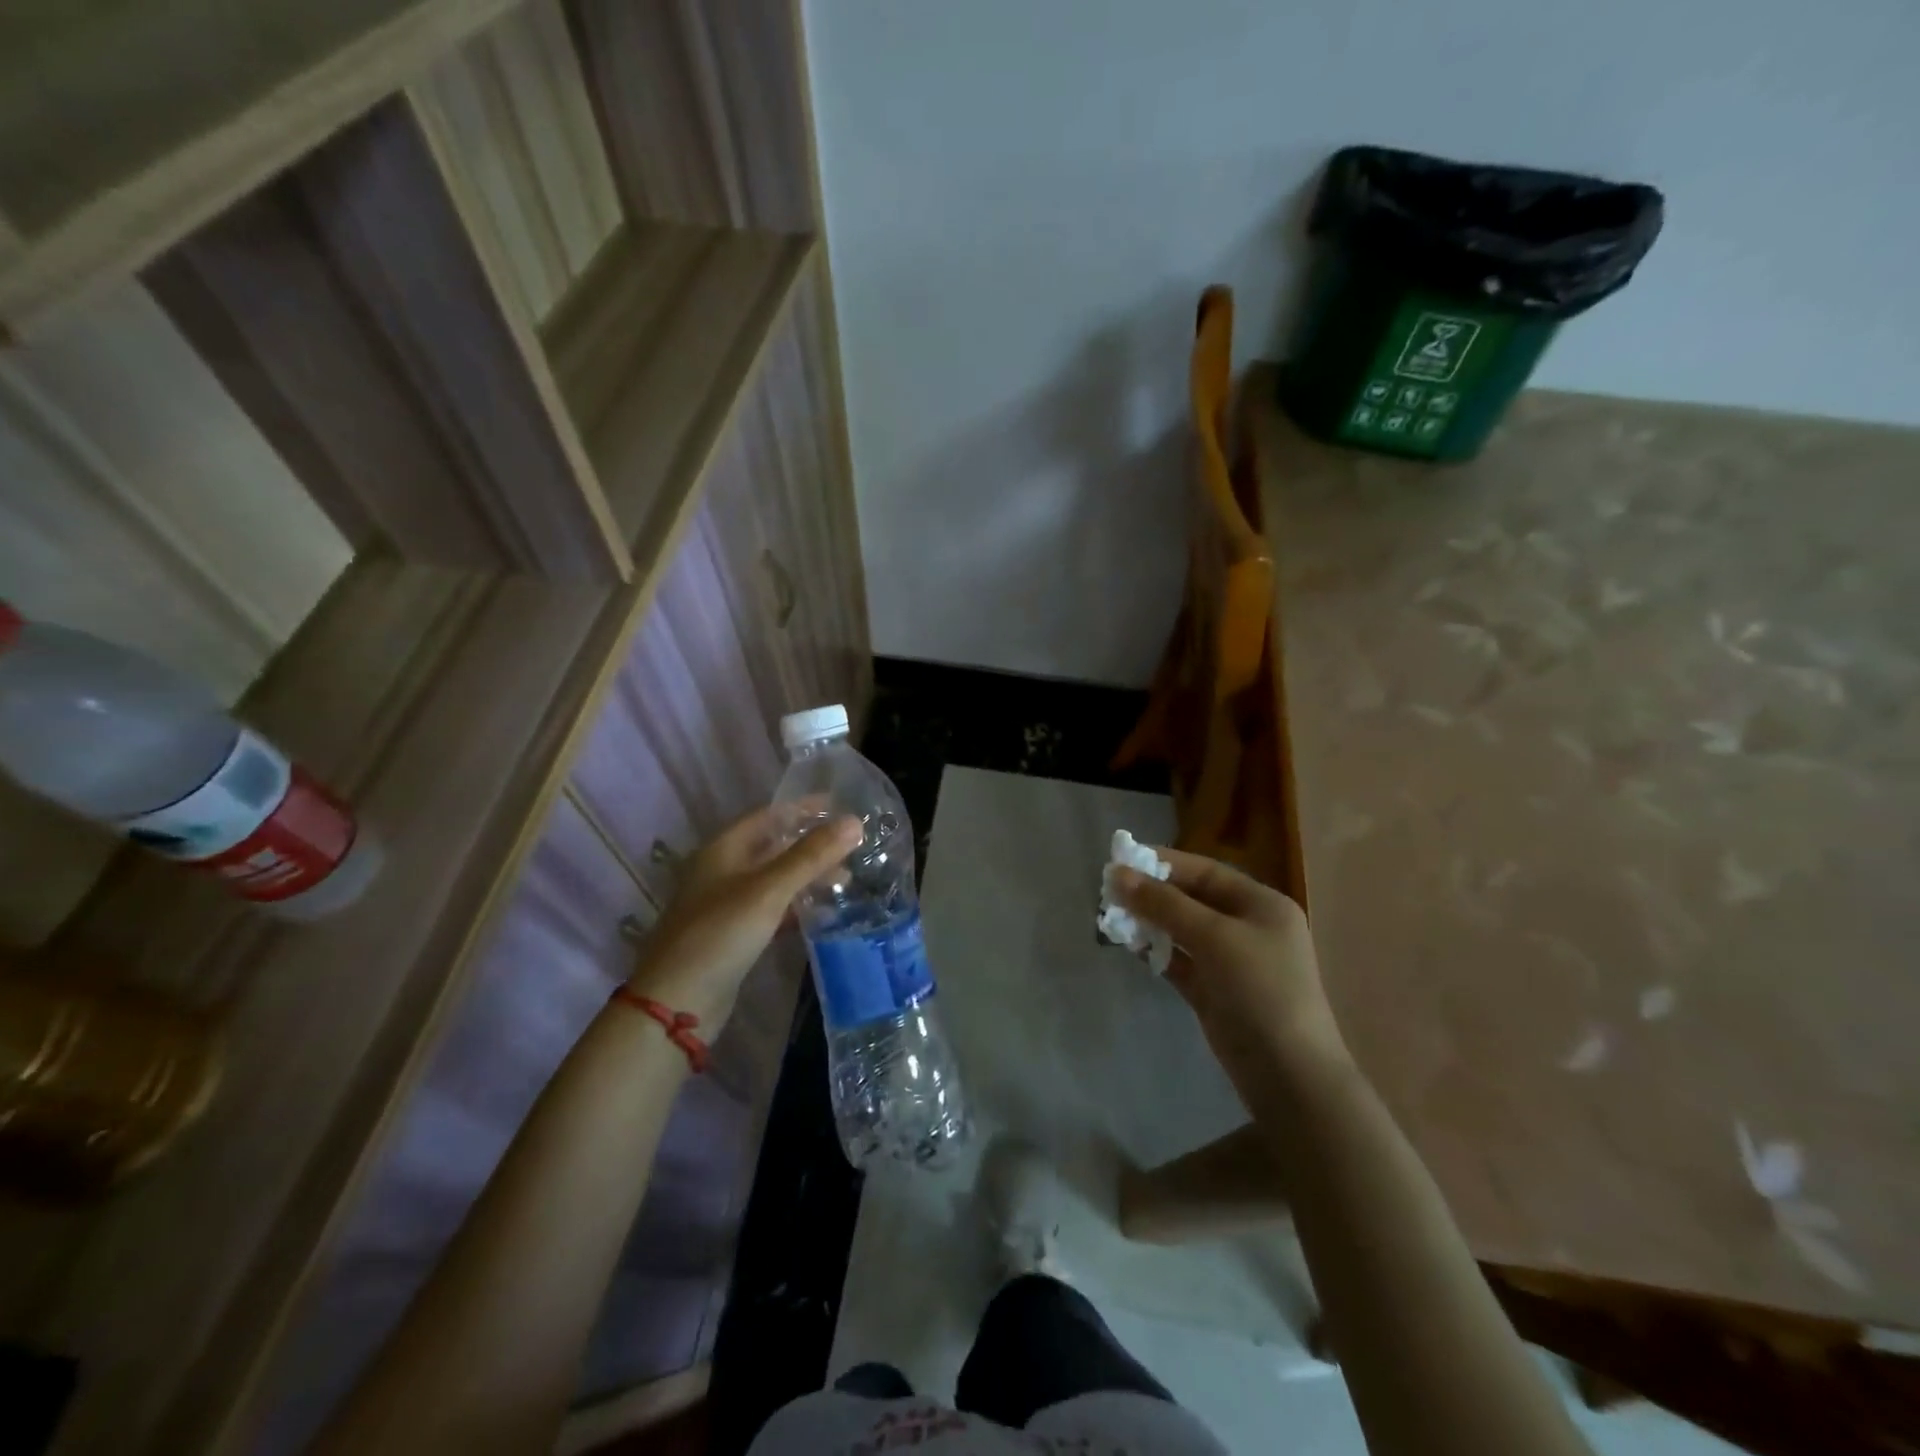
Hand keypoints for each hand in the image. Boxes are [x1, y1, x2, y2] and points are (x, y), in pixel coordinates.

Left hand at [628, 807, 861, 1028]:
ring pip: (775, 880)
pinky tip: (821, 913)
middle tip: (852, 848)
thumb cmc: (720, 934)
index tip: (840, 806)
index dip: (803, 808)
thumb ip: (811, 856)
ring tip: (845, 880)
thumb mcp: (769, 890)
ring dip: (807, 877)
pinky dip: (796, 906)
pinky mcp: (733, 935)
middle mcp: (722, 871)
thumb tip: (855, 821)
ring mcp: (726, 905)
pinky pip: (771, 909)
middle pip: (773, 847)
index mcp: (723, 850)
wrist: (676, 1003)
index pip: (769, 815)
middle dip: (812, 846)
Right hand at [1114, 850, 1347, 1079]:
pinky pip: (1179, 961)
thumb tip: (1118, 874)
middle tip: (1109, 891)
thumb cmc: (1259, 990)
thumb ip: (1165, 904)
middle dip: (1152, 894)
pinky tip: (1129, 945)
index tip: (1121, 859)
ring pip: (1182, 930)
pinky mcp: (1214, 991)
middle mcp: (1247, 927)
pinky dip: (1156, 952)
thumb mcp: (1214, 937)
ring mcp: (1231, 961)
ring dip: (1150, 922)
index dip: (1164, 863)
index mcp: (1261, 904)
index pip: (1206, 871)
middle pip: (1191, 899)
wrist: (1288, 1075)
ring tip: (1111, 917)